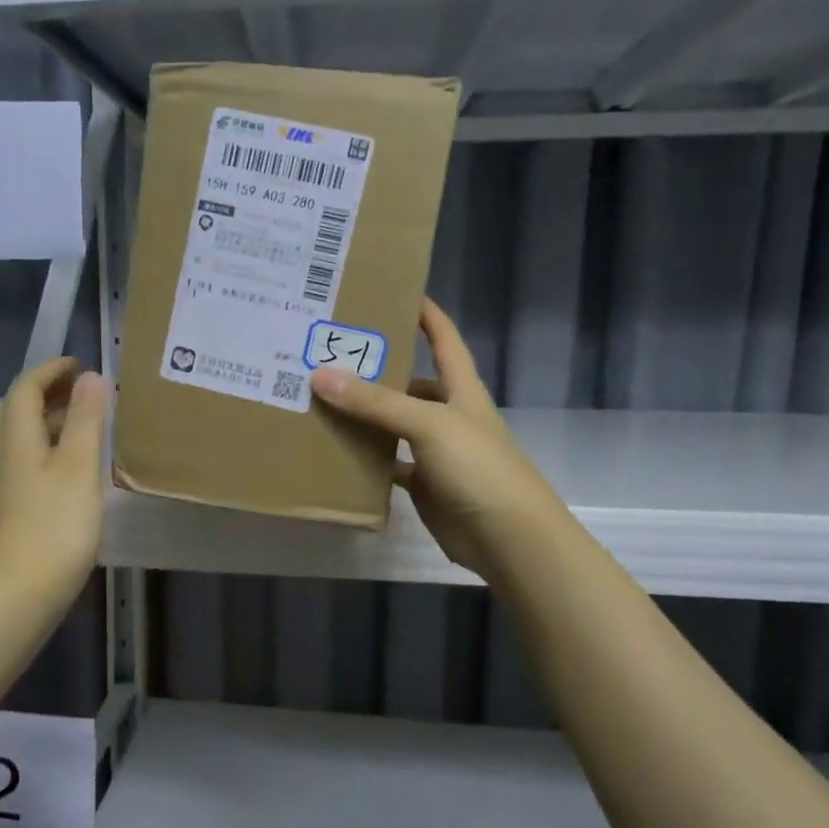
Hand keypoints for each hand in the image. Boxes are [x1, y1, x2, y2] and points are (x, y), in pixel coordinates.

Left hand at [0, 358, 108, 605]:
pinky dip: (42, 450)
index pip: (26, 386)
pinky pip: (19, 461)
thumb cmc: (55, 524)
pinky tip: (67, 469)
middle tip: (81, 395)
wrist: (19, 591)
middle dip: (45, 394)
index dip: (51, 370)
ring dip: (44, 423)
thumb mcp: (79, 466)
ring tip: (81, 427)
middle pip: (14, 409)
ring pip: (15, 437)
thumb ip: (87, 419)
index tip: (80, 365)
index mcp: (13, 435)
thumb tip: (91, 378)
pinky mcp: (3, 507)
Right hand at [311, 300, 553, 580]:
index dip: (426, 314)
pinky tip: (336, 451)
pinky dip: (366, 459)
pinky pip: (389, 463)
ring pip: (395, 424)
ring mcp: (436, 451)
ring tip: (322, 399)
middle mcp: (449, 415)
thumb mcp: (429, 424)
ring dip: (366, 415)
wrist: (508, 537)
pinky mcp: (425, 484)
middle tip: (331, 354)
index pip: (444, 339)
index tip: (395, 290)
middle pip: (411, 382)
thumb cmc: (478, 468)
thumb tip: (320, 376)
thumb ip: (376, 402)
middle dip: (378, 369)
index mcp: (461, 390)